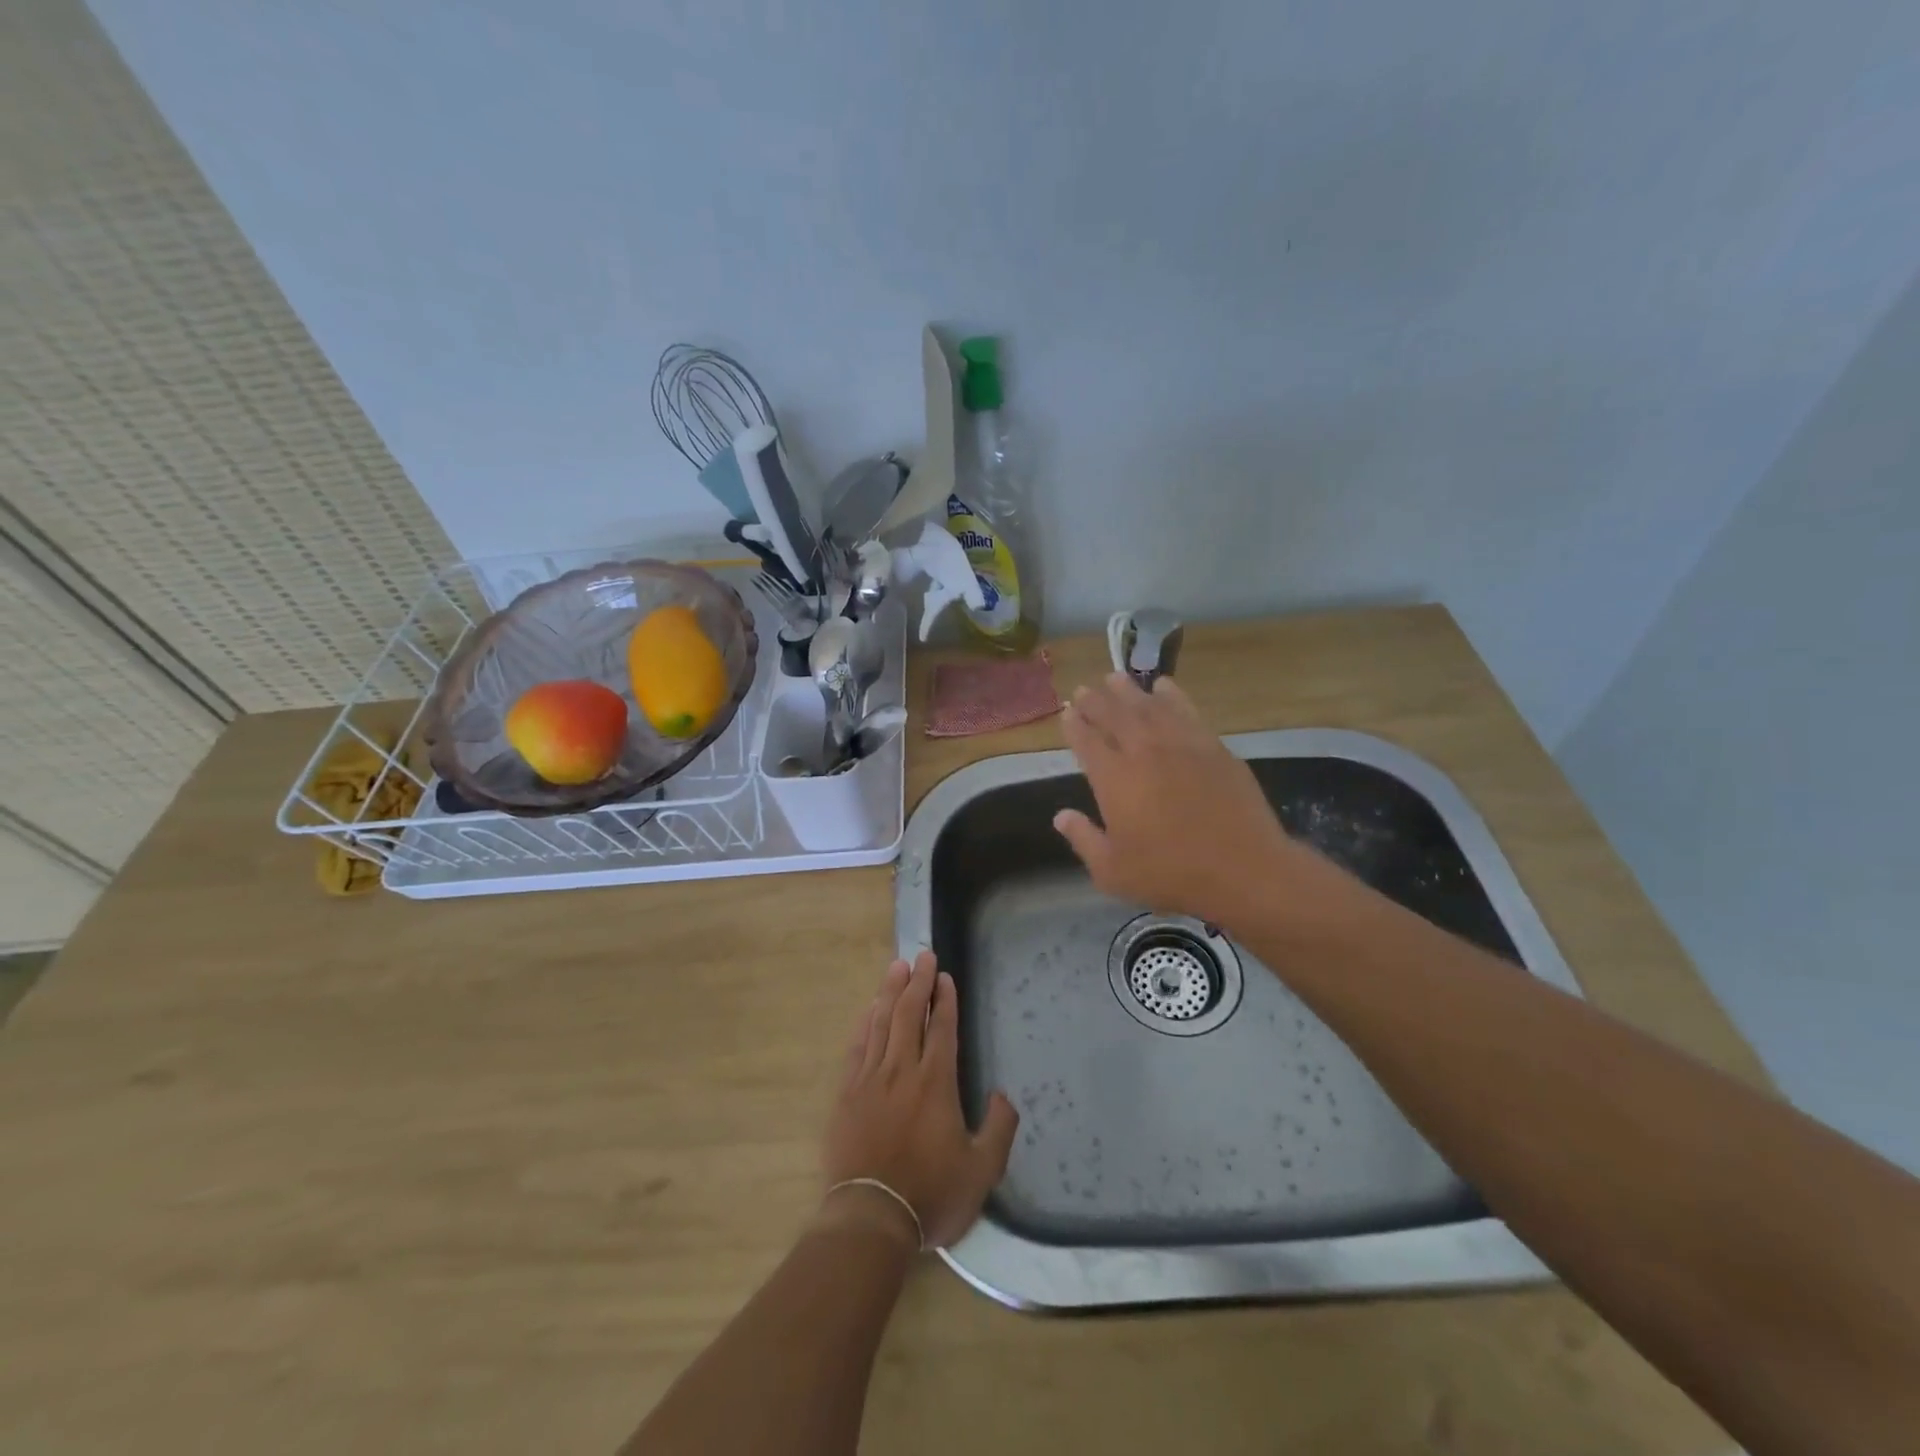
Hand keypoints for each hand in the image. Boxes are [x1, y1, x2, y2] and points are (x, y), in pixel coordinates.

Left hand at [819, 952, 1018, 1250]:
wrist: (870, 1218)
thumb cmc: (930, 1194)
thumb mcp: (981, 1171)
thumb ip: (999, 1129)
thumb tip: (1002, 1095)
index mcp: (936, 1083)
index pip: (941, 1028)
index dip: (944, 1000)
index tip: (944, 977)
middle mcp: (903, 1070)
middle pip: (909, 1014)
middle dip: (918, 982)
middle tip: (922, 956)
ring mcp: (871, 1079)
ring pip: (881, 1023)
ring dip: (890, 992)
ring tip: (897, 967)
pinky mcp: (847, 1094)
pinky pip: (858, 1047)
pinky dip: (865, 1023)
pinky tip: (870, 1009)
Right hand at [1055, 673, 1323, 926]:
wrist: (1243, 869)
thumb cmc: (1171, 874)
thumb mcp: (1113, 871)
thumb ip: (1083, 839)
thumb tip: (1060, 816)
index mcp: (1113, 779)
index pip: (1086, 740)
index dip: (1074, 724)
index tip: (1067, 712)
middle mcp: (1143, 751)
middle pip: (1114, 714)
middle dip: (1096, 700)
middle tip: (1085, 690)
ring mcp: (1181, 744)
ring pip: (1148, 705)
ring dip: (1128, 690)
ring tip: (1115, 678)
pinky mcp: (1212, 746)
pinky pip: (1186, 710)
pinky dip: (1171, 694)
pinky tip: (1164, 686)